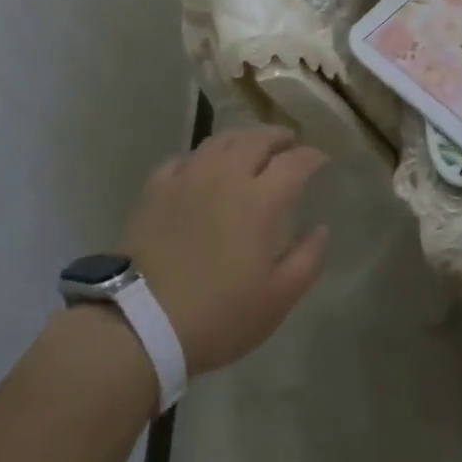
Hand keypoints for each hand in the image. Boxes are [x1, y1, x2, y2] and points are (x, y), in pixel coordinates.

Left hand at [123, 126, 329, 375]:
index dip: (313, 157)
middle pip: (257, 139)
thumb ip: (307, 260)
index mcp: (260, 200)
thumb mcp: (276, 300)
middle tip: (289, 143)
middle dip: (279, 137)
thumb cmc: (217, 315)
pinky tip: (203, 168)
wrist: (139, 324)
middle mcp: (226, 176)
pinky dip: (202, 157)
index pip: (295, 162)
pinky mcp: (156, 189)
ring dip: (243, 138)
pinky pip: (184, 159)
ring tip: (251, 147)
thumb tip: (322, 229)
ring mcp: (188, 178)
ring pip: (220, 141)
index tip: (322, 160)